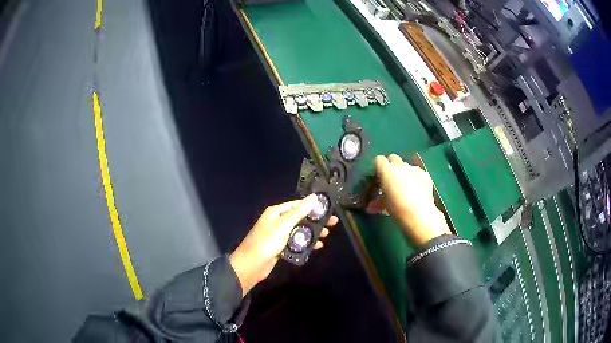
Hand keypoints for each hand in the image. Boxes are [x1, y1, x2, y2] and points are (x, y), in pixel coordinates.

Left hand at [229, 194, 338, 296]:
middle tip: (332, 223)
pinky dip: (306, 243)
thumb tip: (314, 197)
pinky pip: (296, 243)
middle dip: (315, 220)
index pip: (297, 205)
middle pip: (300, 218)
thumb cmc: (266, 242)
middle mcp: (277, 221)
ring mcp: (279, 235)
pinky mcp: (281, 248)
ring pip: (299, 231)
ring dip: (313, 233)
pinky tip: (317, 246)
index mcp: (276, 212)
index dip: (312, 206)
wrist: (251, 265)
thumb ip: (299, 212)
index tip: (327, 209)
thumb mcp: (283, 225)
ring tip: (327, 235)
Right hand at [374, 154, 450, 245]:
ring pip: (406, 165)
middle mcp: (400, 166)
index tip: (379, 179)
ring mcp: (414, 169)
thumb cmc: (397, 210)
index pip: (378, 160)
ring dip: (404, 173)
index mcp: (386, 171)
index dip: (378, 169)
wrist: (420, 215)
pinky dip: (416, 178)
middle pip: (393, 158)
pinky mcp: (425, 174)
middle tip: (391, 182)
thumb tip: (372, 205)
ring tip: (406, 188)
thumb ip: (378, 200)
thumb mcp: (384, 205)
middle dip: (391, 167)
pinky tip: (417, 190)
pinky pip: (417, 172)